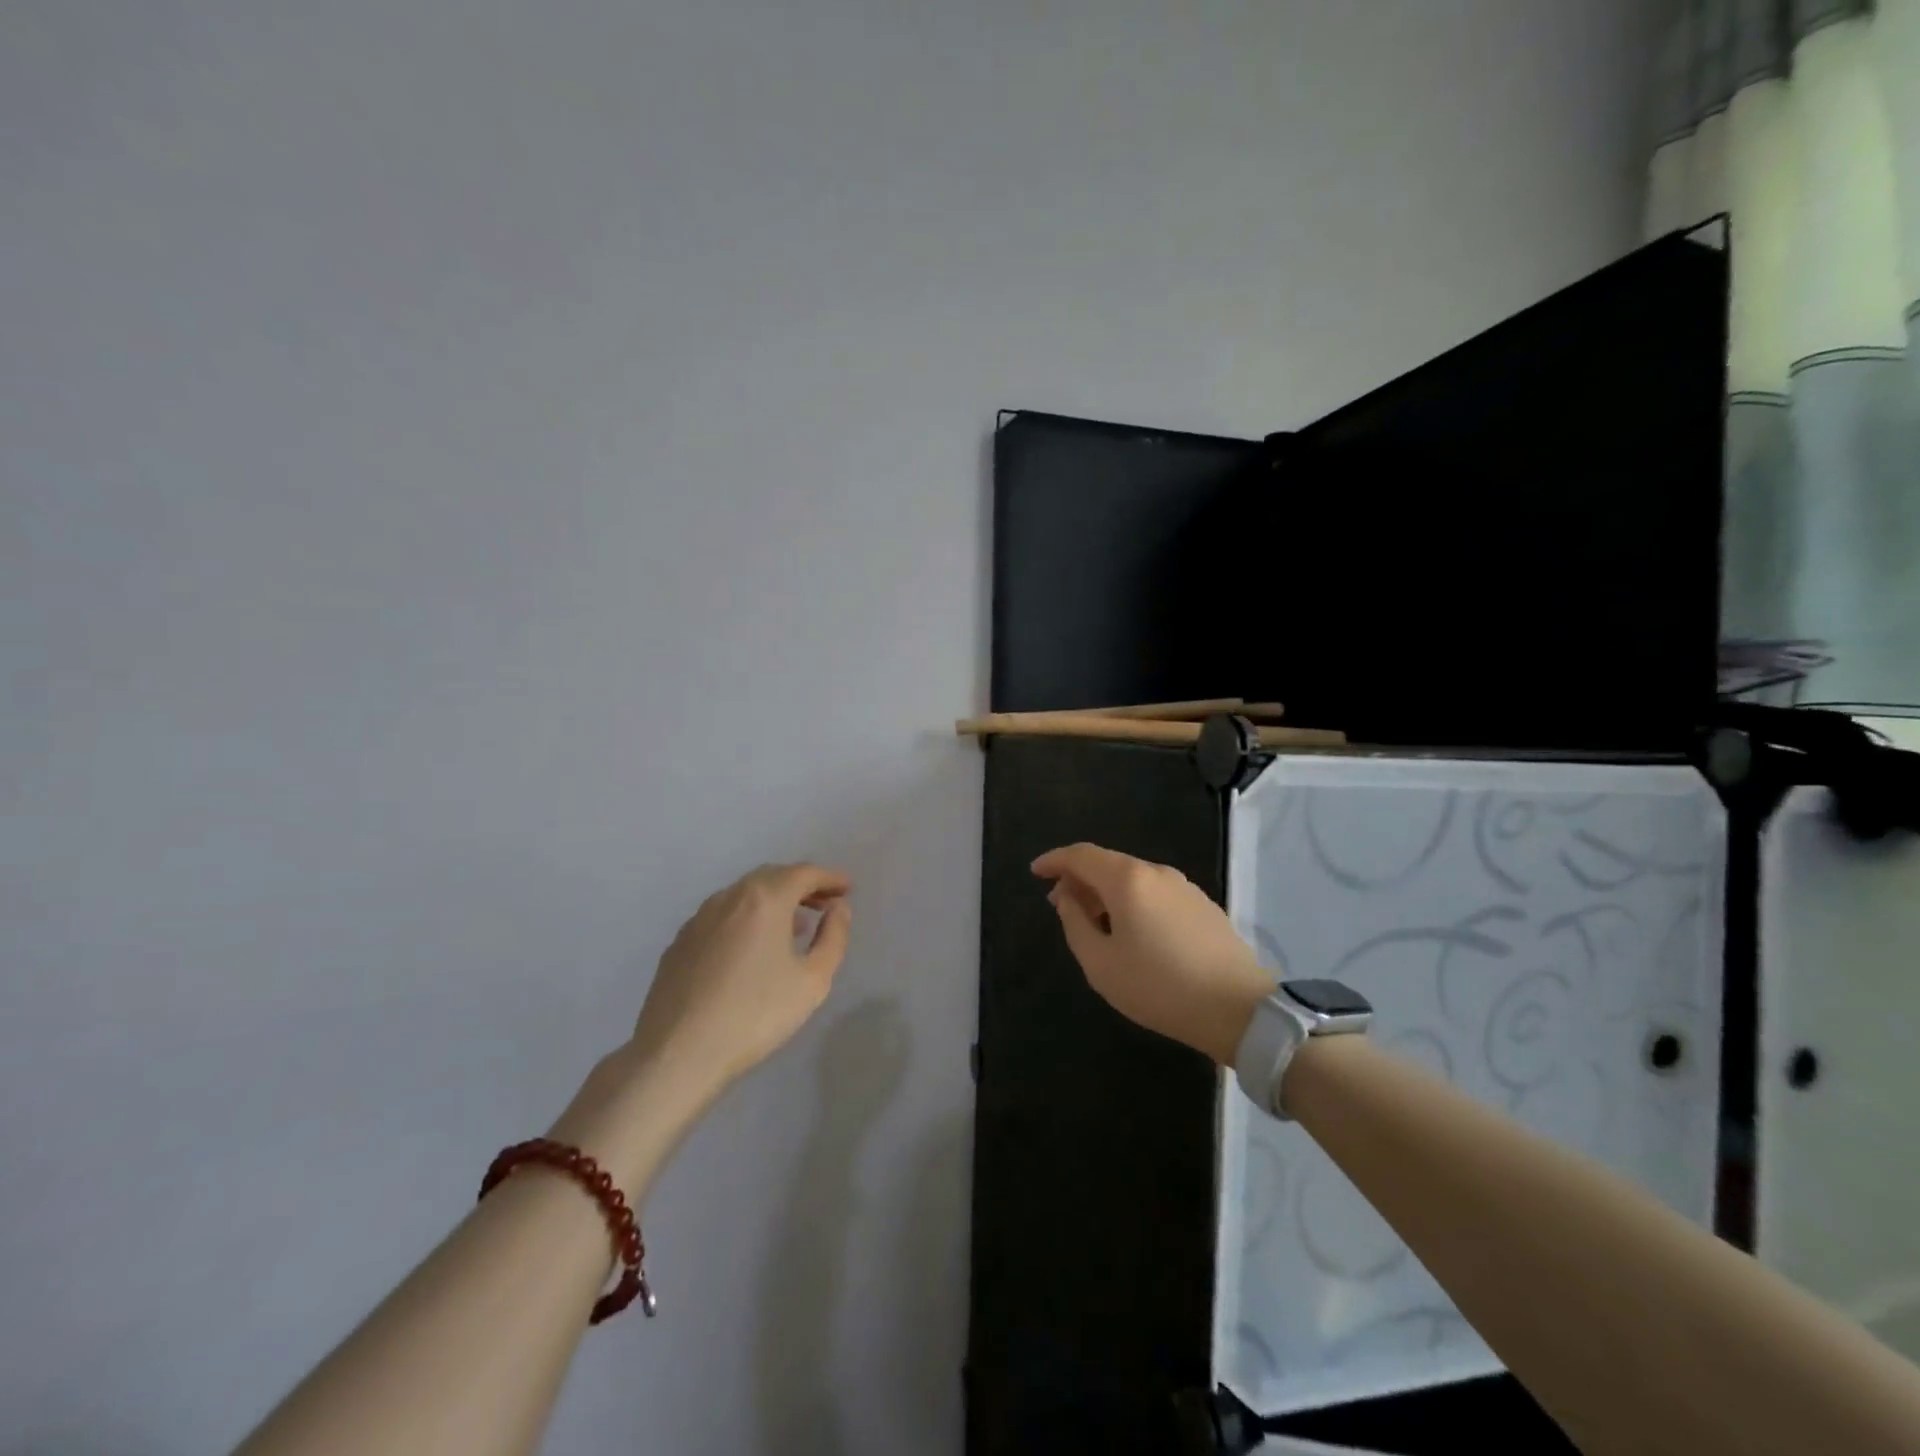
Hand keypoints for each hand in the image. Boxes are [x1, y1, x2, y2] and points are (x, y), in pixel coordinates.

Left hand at [627, 862, 852, 1093]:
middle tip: (825, 903)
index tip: (847, 888)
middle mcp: (730, 897)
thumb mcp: (813, 980)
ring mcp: (700, 917)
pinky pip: (723, 915)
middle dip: (802, 885)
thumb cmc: (755, 1014)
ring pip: (744, 894)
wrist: (678, 1053)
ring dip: (774, 900)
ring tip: (794, 925)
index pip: (804, 873)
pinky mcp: (680, 941)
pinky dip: (746, 917)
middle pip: (772, 876)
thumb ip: (833, 937)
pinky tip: (752, 947)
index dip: (829, 878)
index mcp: (765, 899)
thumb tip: (838, 908)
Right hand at [1032, 843, 1271, 1064]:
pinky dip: (1132, 901)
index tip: (1036, 872)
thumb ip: (1076, 924)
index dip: (1054, 860)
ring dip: (1106, 892)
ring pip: (1133, 879)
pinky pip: (1155, 892)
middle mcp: (1156, 873)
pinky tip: (1131, 931)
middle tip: (1060, 905)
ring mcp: (1184, 887)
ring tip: (1094, 923)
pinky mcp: (1203, 905)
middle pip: (1108, 864)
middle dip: (1079, 879)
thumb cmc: (1159, 987)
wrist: (1239, 1009)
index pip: (1081, 855)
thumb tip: (1068, 898)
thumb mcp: (1101, 964)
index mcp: (1128, 880)